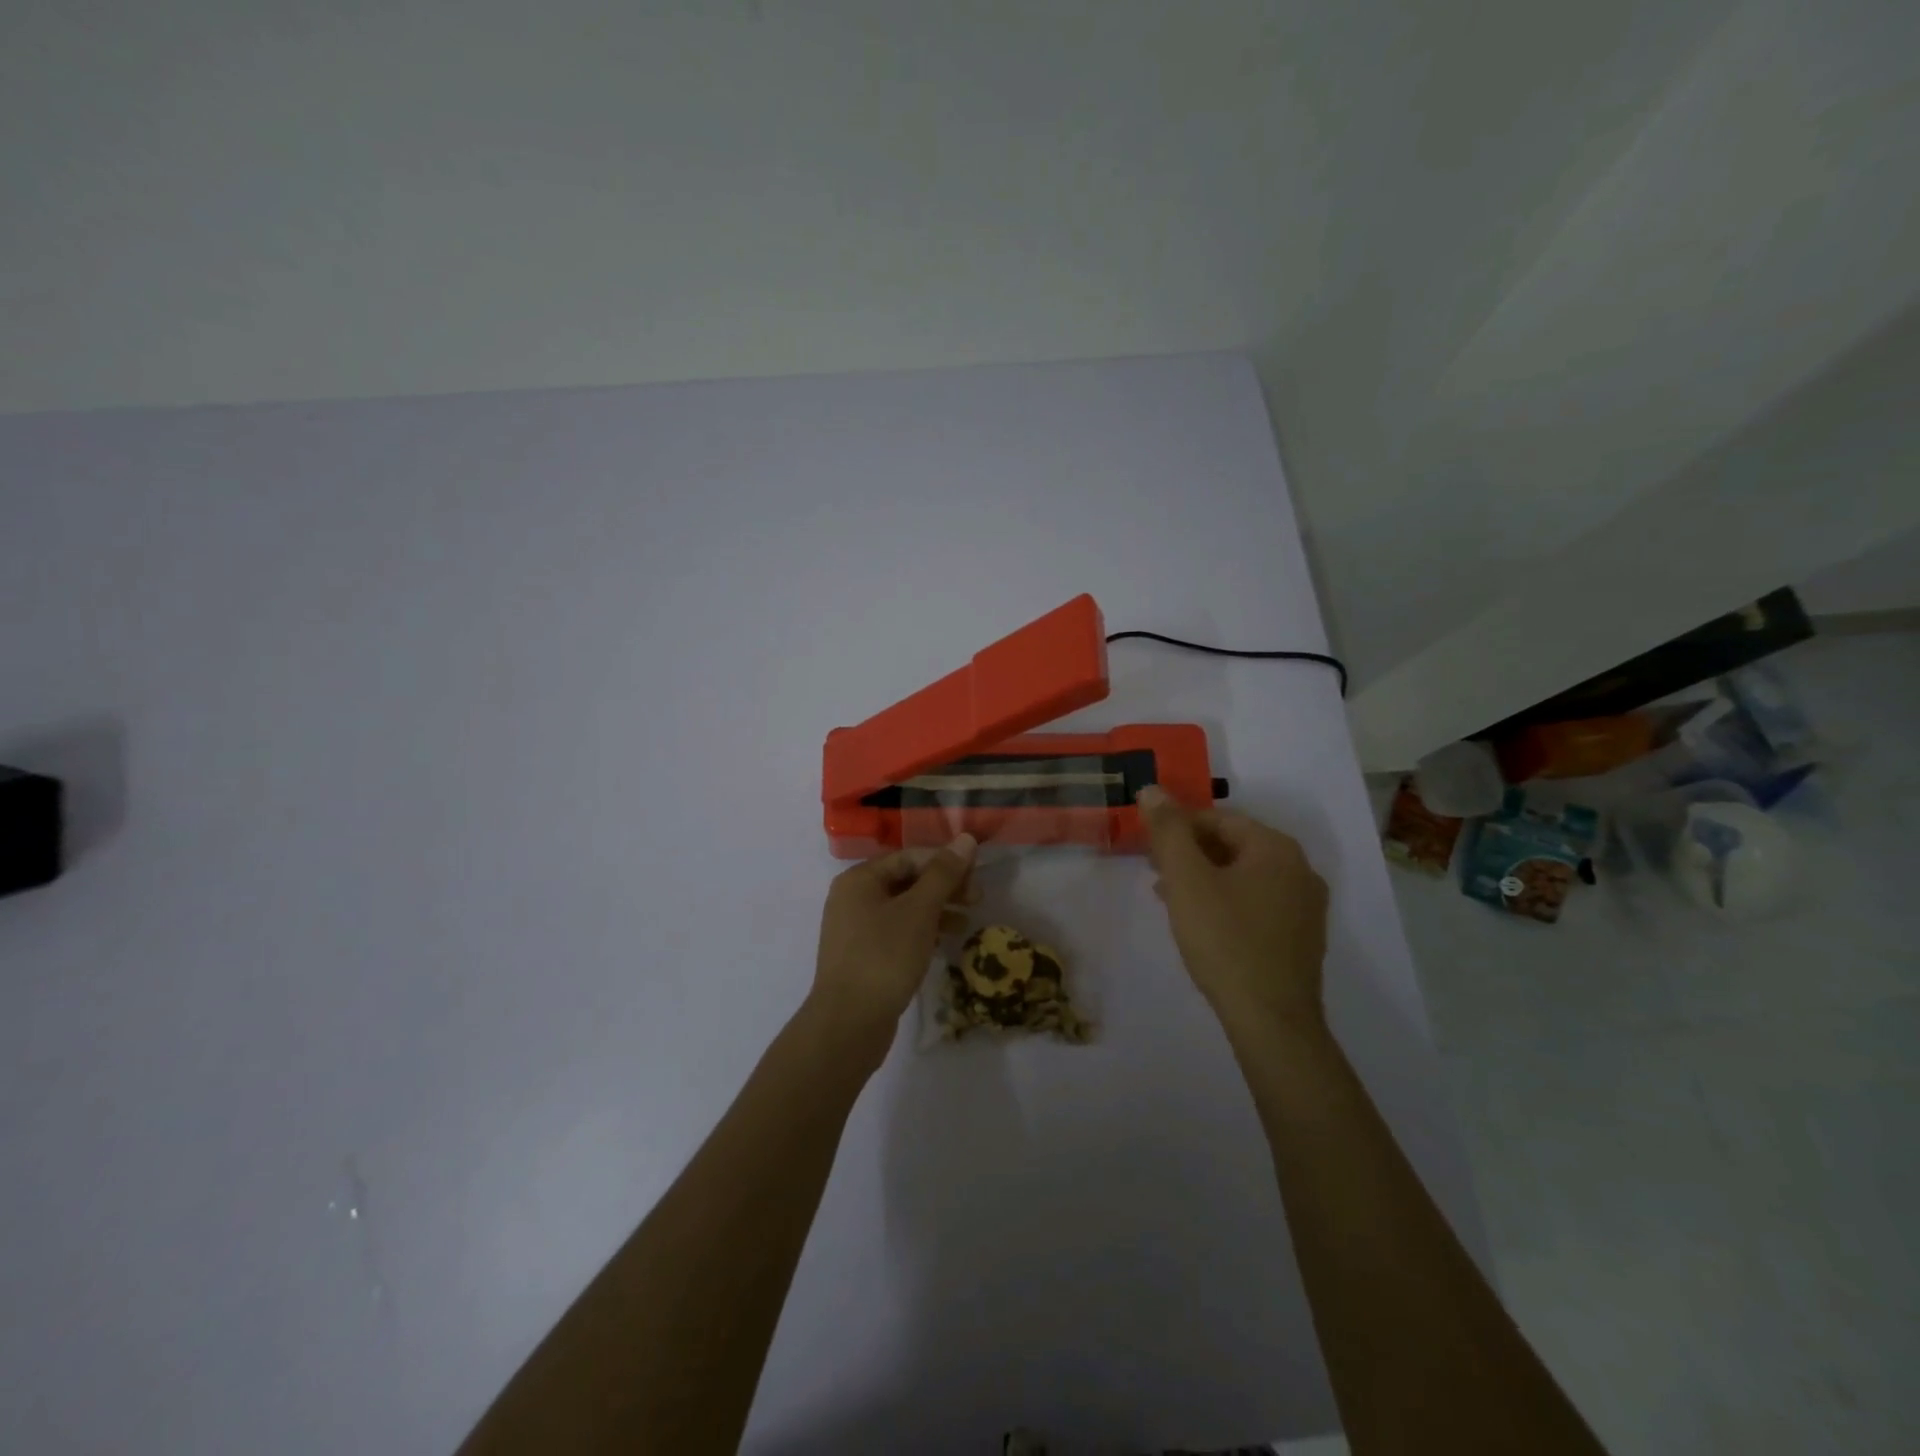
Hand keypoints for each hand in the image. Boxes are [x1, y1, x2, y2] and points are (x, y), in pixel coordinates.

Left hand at [808, 835, 977, 1064]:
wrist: (848, 1023)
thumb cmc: (884, 957)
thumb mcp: (919, 910)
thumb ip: (943, 873)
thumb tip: (966, 838)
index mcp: (859, 879)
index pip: (909, 856)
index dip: (944, 861)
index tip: (976, 874)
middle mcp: (853, 898)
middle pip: (906, 880)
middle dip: (943, 886)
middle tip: (977, 898)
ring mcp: (856, 929)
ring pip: (903, 907)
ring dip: (937, 909)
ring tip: (967, 921)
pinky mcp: (863, 956)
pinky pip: (897, 931)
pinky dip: (922, 931)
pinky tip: (945, 941)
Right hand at [1137, 786, 1328, 1034]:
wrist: (1271, 1020)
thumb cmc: (1225, 940)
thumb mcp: (1186, 880)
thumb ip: (1168, 831)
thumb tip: (1152, 789)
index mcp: (1276, 848)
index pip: (1217, 819)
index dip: (1177, 827)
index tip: (1148, 847)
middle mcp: (1300, 869)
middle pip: (1233, 846)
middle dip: (1189, 854)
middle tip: (1155, 871)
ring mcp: (1305, 906)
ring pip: (1243, 876)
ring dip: (1204, 879)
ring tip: (1169, 897)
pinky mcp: (1301, 938)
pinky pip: (1257, 904)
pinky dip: (1225, 902)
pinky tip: (1200, 923)